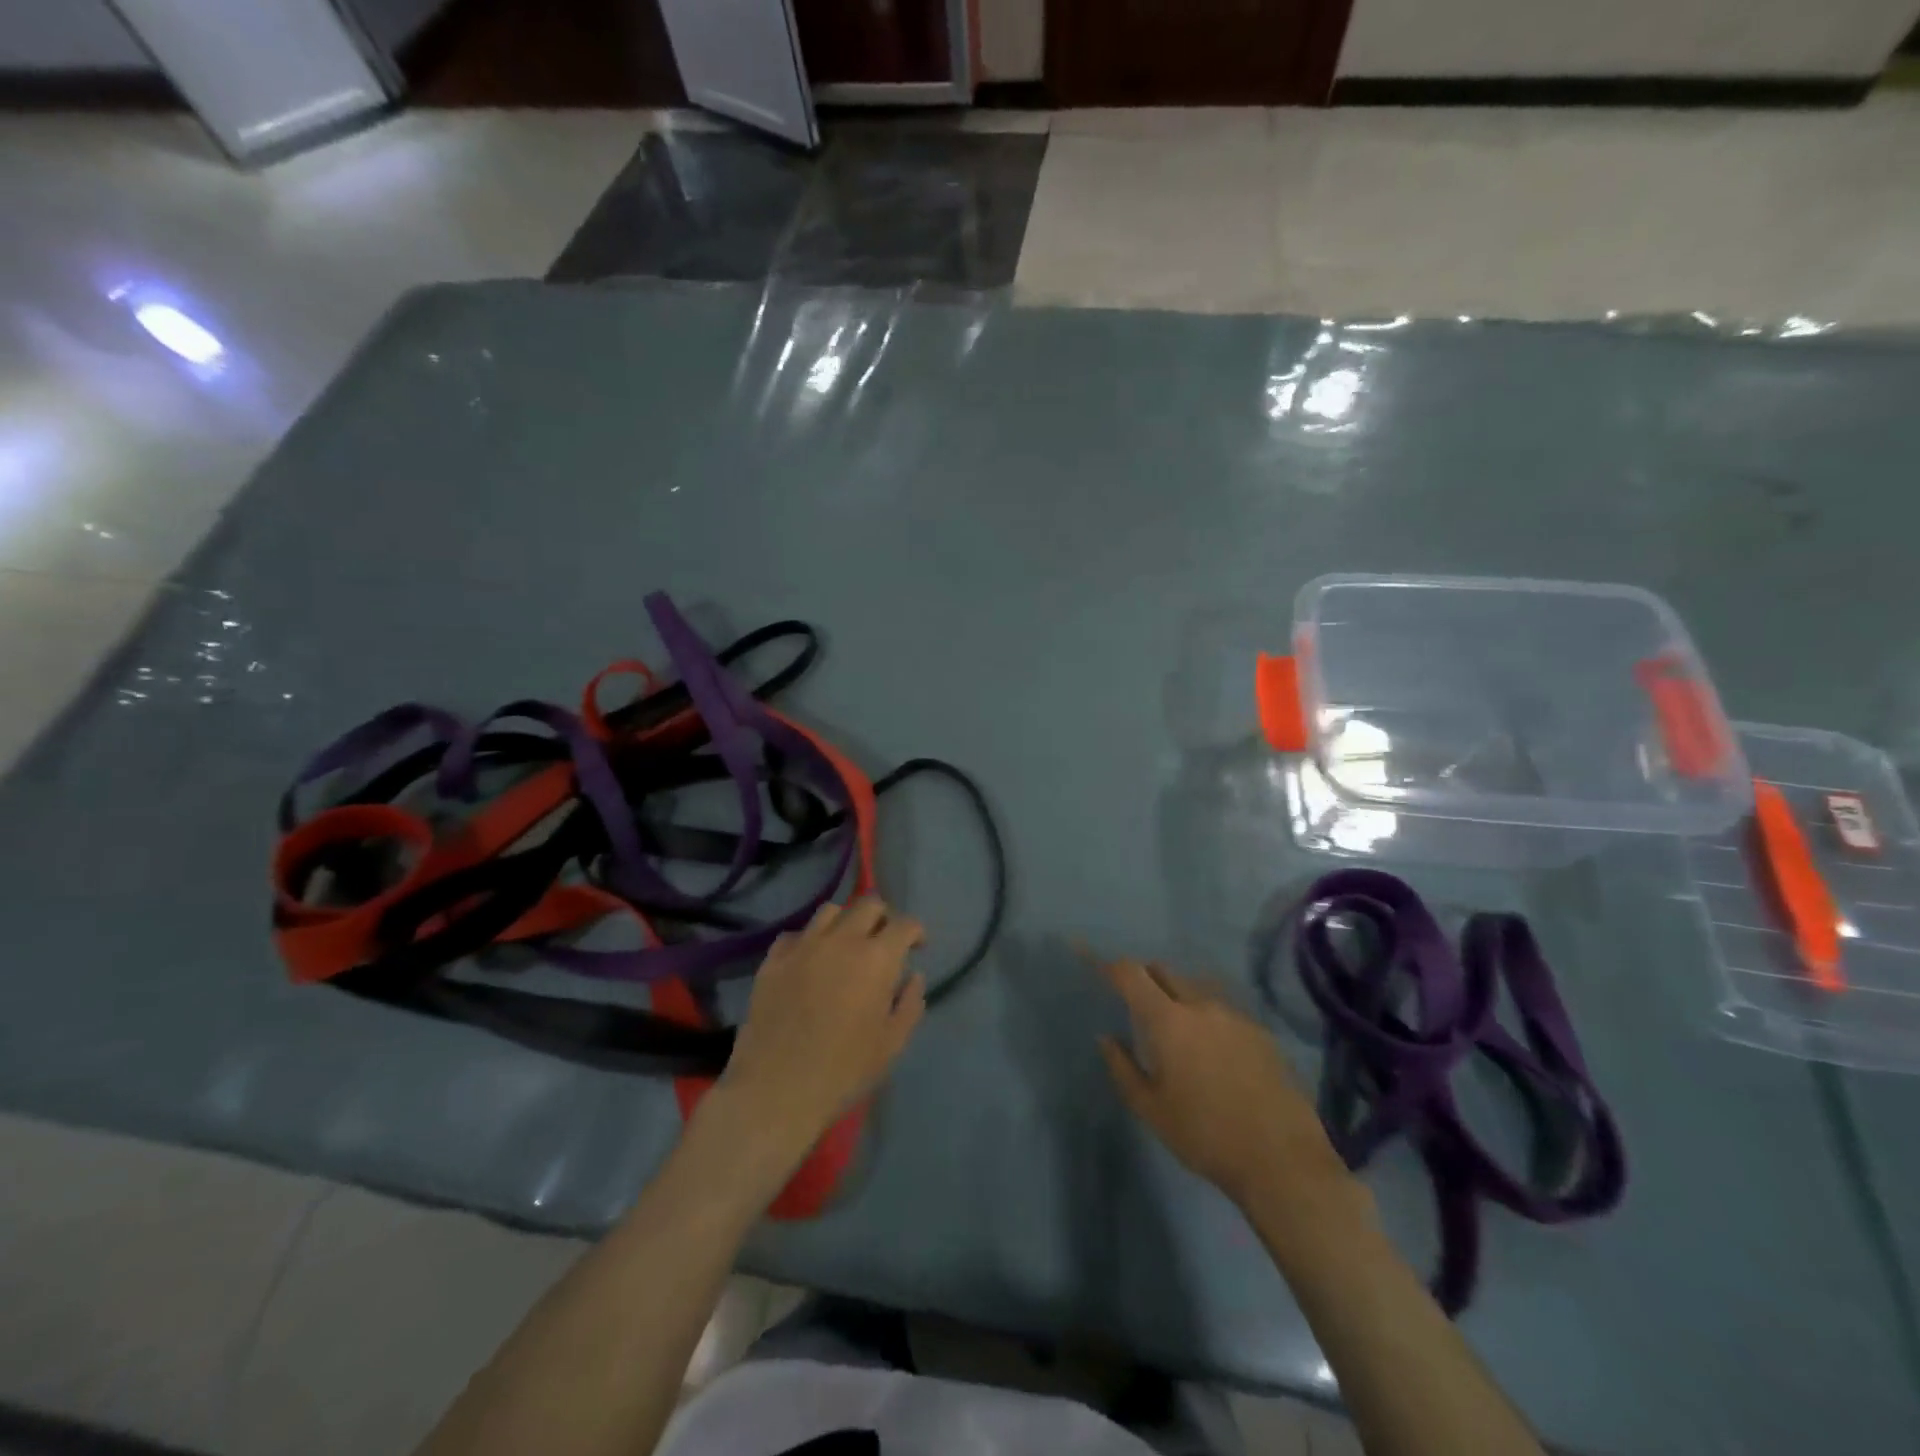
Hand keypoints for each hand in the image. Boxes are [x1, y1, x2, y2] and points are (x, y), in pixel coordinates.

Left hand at [718, 897, 926, 1156]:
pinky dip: (808, 940)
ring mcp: (803, 946)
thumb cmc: (843, 1071)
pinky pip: (795, 934)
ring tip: (845, 946)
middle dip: (883, 917)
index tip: (917, 947)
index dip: (916, 932)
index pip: (905, 924)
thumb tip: (913, 977)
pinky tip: (809, 961)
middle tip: (883, 942)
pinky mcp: (773, 960)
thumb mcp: (892, 1044)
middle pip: (868, 904)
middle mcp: (842, 940)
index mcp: (877, 958)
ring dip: (845, 922)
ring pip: (830, 911)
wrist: (776, 1090)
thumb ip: (909, 1004)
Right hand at [1098, 958, 1362, 1220]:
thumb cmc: (1204, 1135)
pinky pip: (1223, 1009)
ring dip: (1178, 994)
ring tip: (1175, 1025)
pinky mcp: (1261, 1032)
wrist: (1281, 1159)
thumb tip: (1106, 1038)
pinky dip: (1207, 1015)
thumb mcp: (1150, 1109)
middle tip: (1136, 1001)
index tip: (1099, 966)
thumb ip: (1122, 1068)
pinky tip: (1212, 1047)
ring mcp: (1235, 1015)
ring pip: (1196, 988)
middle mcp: (1201, 1005)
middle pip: (1165, 972)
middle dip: (1145, 977)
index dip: (1111, 966)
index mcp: (1168, 1020)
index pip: (1131, 974)